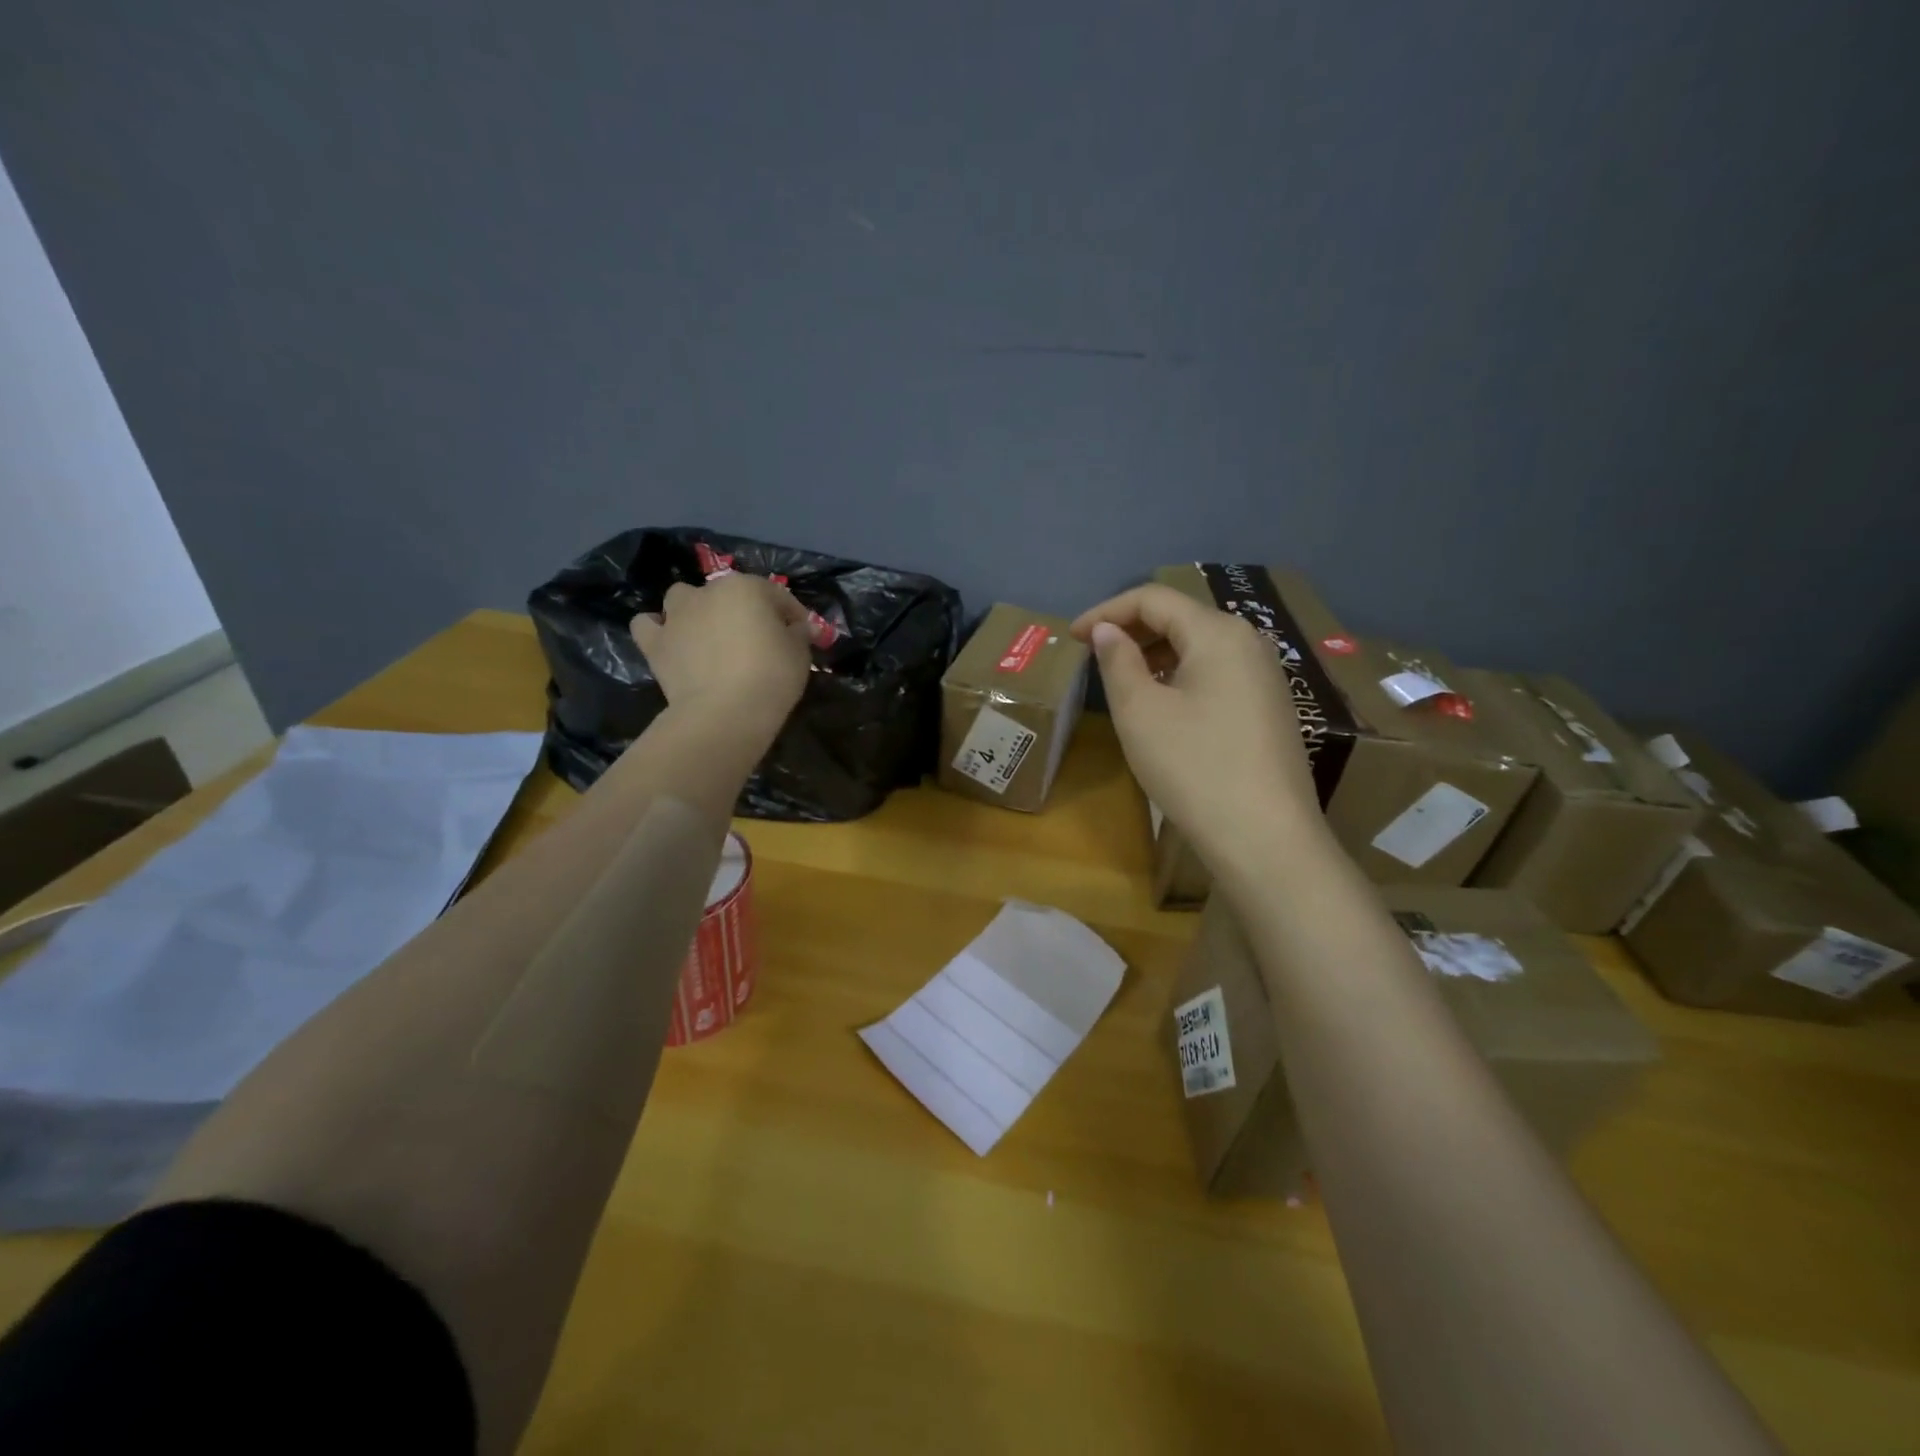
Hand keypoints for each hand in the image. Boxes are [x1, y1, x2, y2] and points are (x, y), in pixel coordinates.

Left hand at [631, 573, 811, 726]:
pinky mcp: (655, 643)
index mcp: (747, 588)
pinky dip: (657, 628)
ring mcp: (676, 616)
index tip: (804, 636)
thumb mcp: (800, 653)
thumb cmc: (771, 676)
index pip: (777, 596)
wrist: (725, 712)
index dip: (794, 615)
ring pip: (682, 597)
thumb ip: (798, 633)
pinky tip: (671, 640)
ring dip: (696, 609)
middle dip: (746, 611)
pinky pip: (648, 625)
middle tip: (760, 640)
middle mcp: (707, 592)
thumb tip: (797, 628)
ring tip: (709, 633)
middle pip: (730, 594)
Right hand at [1071, 584, 1321, 859]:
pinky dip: (1181, 675)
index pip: (1153, 598)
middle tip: (1092, 656)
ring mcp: (1265, 676)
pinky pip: (1217, 673)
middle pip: (1181, 617)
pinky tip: (1163, 704)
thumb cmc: (1194, 767)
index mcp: (1218, 632)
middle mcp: (1249, 642)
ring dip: (1155, 654)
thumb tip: (1106, 630)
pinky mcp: (1270, 707)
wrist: (1264, 837)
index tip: (1071, 637)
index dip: (1106, 611)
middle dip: (1131, 630)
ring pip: (1199, 646)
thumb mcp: (1140, 711)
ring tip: (1122, 679)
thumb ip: (1117, 661)